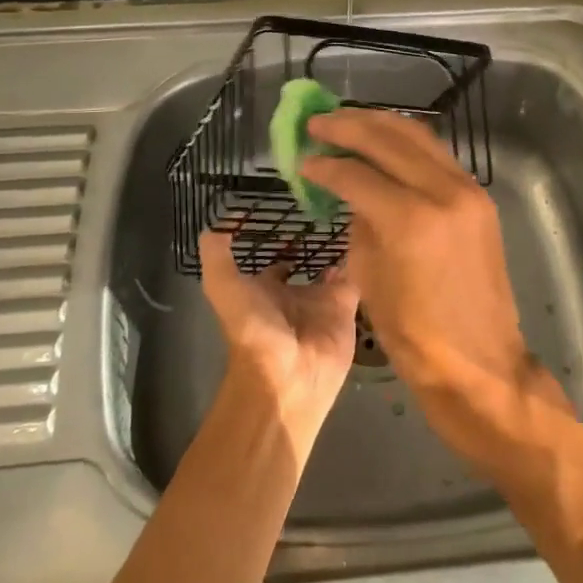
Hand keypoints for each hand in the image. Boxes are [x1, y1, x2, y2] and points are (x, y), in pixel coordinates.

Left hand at [199, 231, 359, 467]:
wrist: (288, 376)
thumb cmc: (253, 328)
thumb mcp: (222, 285)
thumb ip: (217, 251)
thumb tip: (226, 216)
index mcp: (265, 290)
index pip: (274, 261)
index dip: (279, 239)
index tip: (291, 211)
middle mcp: (294, 294)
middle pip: (307, 263)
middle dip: (316, 241)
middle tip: (328, 206)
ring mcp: (322, 301)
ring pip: (334, 266)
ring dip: (340, 244)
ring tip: (350, 210)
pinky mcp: (347, 307)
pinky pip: (357, 277)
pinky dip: (361, 258)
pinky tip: (365, 231)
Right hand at [298, 110, 569, 468]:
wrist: (481, 365)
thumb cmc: (416, 336)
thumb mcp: (370, 277)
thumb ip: (359, 222)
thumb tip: (350, 189)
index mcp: (411, 220)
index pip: (357, 174)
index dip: (325, 164)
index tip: (303, 158)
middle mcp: (443, 192)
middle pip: (389, 139)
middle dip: (348, 126)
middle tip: (318, 122)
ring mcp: (468, 190)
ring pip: (418, 136)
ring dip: (379, 124)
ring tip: (347, 120)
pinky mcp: (479, 197)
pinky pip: (437, 154)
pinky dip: (406, 142)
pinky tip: (384, 142)